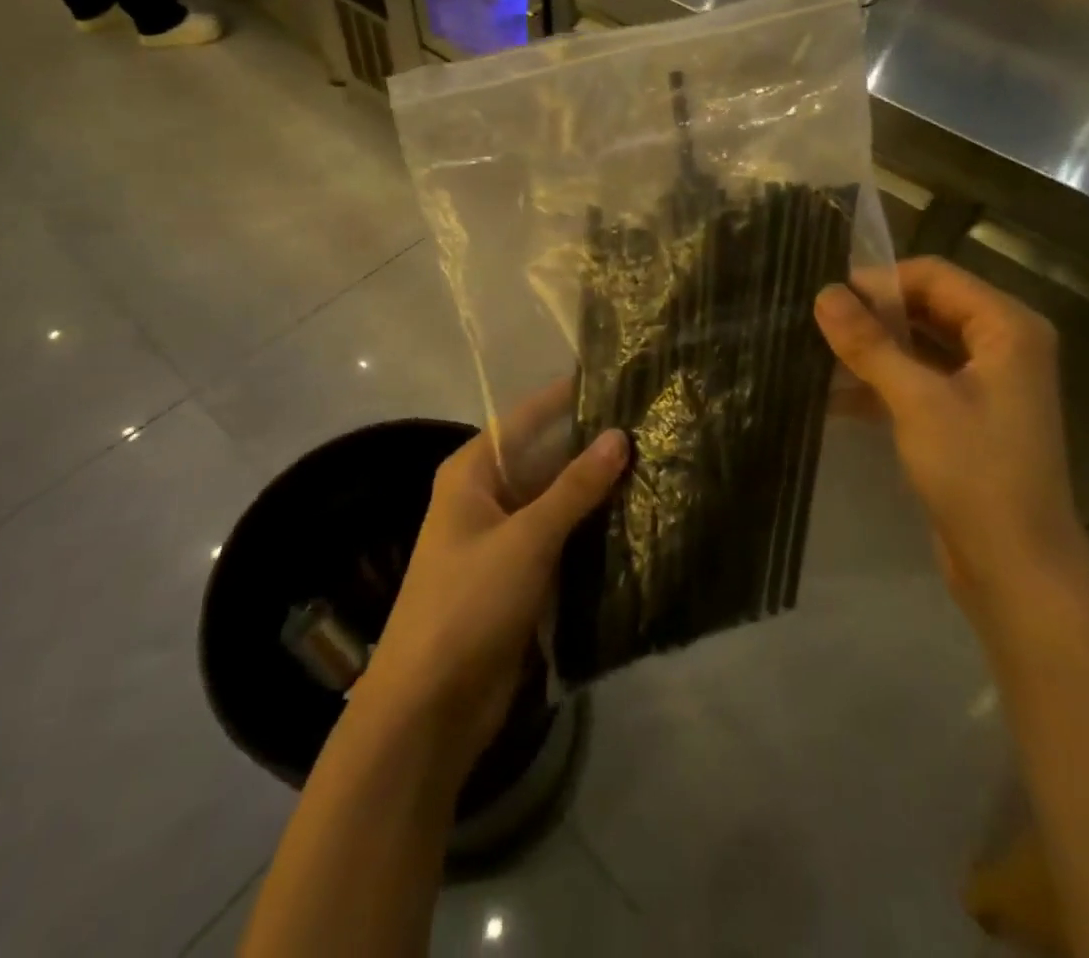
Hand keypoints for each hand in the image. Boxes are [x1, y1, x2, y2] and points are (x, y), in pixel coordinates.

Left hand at [359, 385, 627, 776]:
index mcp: (473, 472)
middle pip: (546, 458)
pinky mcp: (521, 576)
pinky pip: (562, 539)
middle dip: (594, 448)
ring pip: (559, 501)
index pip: (526, 417)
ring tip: (659, 464)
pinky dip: (593, 530)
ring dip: (599, 491)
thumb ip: (575, 487)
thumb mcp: (526, 538)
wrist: (430, 709)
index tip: (618, 379)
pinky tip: (638, 519)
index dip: (567, 397)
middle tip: (655, 427)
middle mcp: (488, 496)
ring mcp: (505, 538)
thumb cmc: (468, 603)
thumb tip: (620, 435)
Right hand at [814, 258, 1086, 600]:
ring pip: (918, 345)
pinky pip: (918, 380)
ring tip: (814, 354)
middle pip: (926, 307)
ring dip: (871, 349)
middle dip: (872, 315)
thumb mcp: (917, 401)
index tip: (826, 297)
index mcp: (1007, 327)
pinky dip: (880, 382)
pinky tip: (831, 395)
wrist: (1017, 568)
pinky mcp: (965, 415)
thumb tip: (824, 293)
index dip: (879, 281)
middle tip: (814, 323)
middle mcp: (1001, 345)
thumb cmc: (976, 472)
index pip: (934, 275)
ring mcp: (984, 382)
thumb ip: (869, 343)